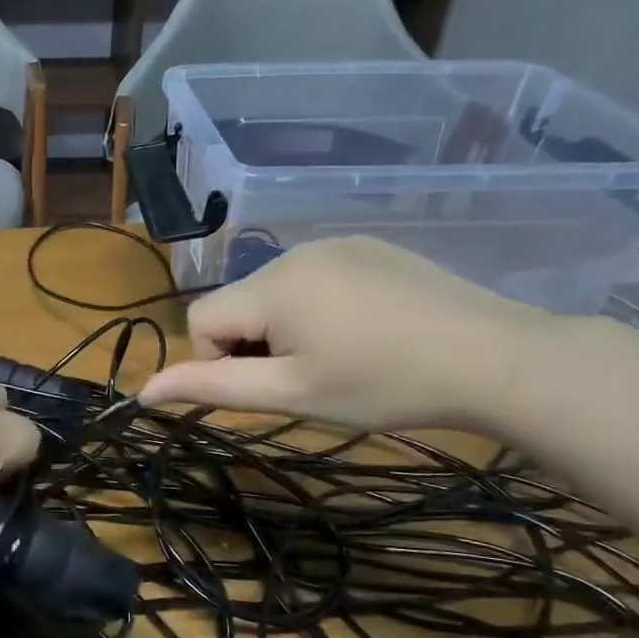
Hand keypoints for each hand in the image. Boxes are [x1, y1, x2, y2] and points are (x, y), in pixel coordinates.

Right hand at [138, 237, 551, 430]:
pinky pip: (313, 277)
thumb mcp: (292, 394)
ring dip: (285, 326)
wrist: (495, 357)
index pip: (200, 319)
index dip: (220, 360)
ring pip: (273, 292)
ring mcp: (335, 244)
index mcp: (270, 285)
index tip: (273, 385)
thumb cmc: (382, 384)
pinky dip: (319, 307)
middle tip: (310, 376)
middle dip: (255, 343)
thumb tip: (143, 390)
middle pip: (237, 303)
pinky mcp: (368, 247)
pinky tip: (366, 330)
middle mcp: (293, 252)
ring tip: (341, 355)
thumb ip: (213, 387)